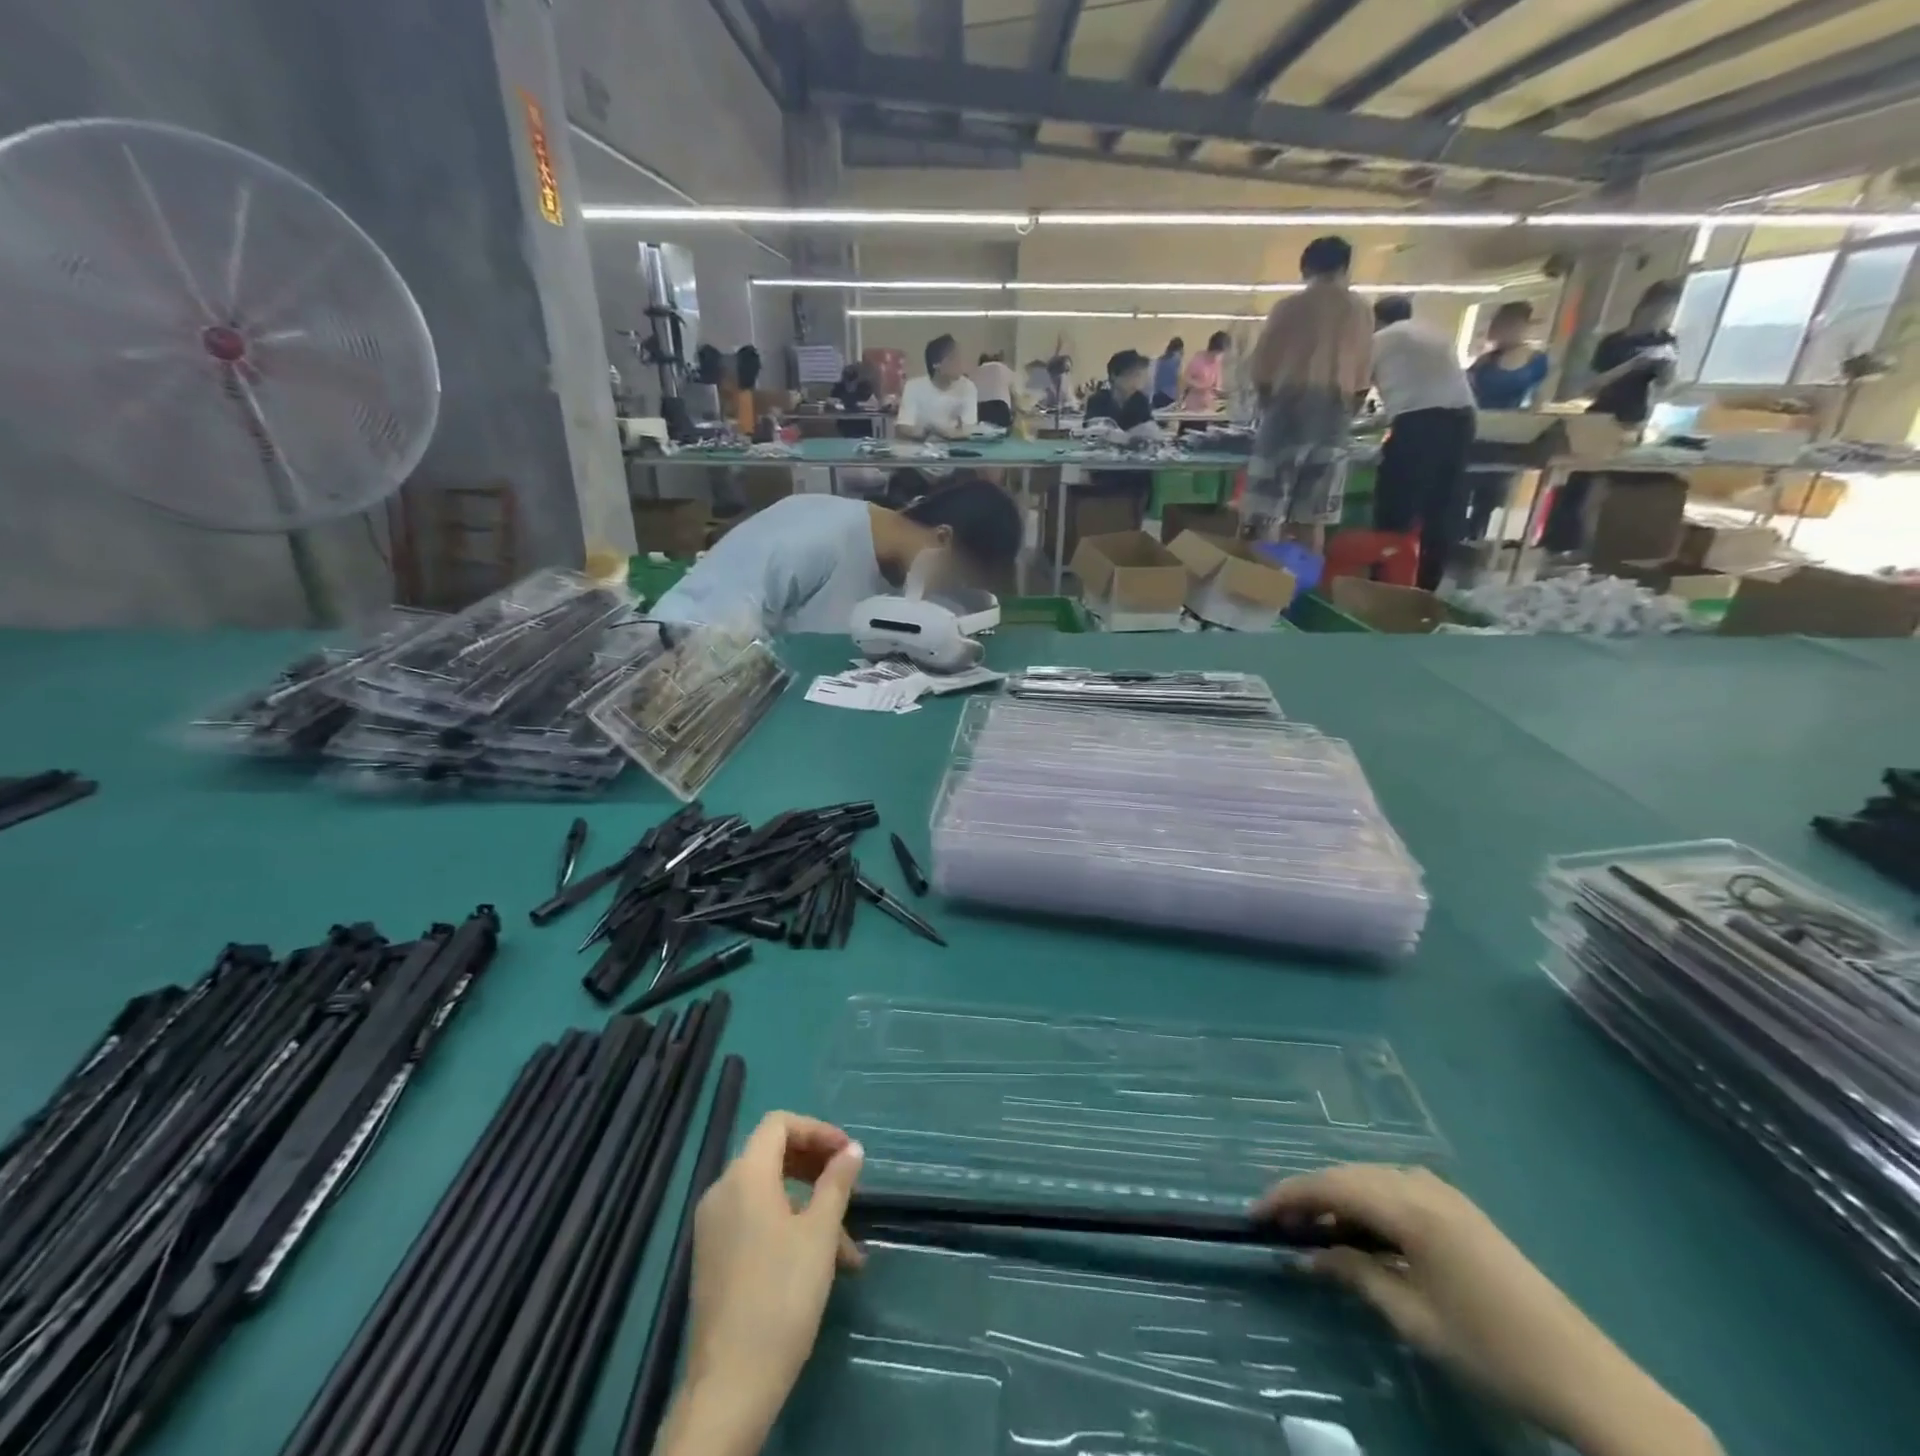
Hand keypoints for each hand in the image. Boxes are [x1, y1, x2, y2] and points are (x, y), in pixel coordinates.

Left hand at [669, 1113, 864, 1454]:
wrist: (729, 1386)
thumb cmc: (781, 1297)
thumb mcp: (820, 1235)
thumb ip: (836, 1183)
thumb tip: (852, 1149)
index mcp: (744, 1177)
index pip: (779, 1125)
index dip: (817, 1130)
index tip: (848, 1154)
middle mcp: (722, 1192)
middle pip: (772, 1155)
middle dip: (816, 1168)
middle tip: (849, 1187)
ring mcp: (713, 1227)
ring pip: (768, 1194)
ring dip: (809, 1207)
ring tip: (847, 1249)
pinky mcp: (713, 1258)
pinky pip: (754, 1221)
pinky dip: (787, 1227)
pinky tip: (818, 1265)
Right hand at [1256, 1166, 1716, 1455]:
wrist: (1586, 1376)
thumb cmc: (1490, 1348)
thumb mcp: (1413, 1318)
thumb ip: (1354, 1274)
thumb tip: (1304, 1255)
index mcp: (1409, 1207)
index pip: (1329, 1185)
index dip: (1287, 1196)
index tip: (1255, 1215)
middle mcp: (1423, 1185)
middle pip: (1348, 1174)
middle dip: (1309, 1194)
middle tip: (1280, 1225)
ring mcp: (1446, 1194)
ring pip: (1372, 1178)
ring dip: (1339, 1197)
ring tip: (1316, 1230)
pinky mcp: (1462, 1210)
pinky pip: (1397, 1189)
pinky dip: (1369, 1202)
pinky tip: (1364, 1231)